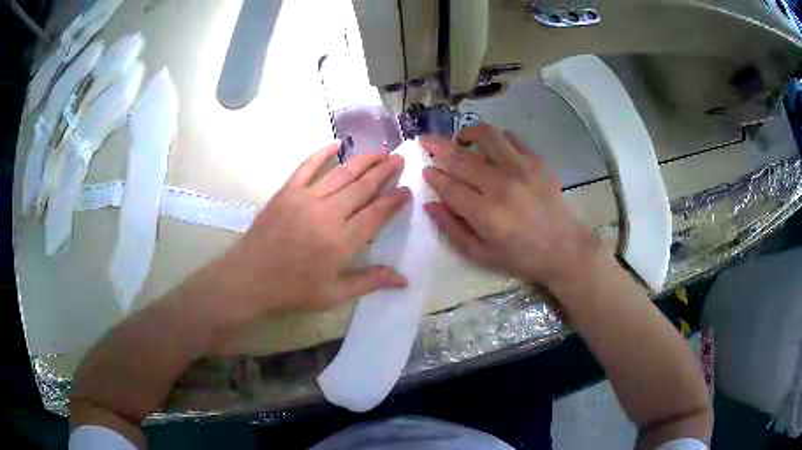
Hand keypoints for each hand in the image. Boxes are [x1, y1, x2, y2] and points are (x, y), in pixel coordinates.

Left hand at [205, 142, 410, 325]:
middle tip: (399, 159)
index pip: (377, 213)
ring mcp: (306, 199)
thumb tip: (403, 280)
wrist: (250, 280)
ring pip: (342, 173)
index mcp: (343, 241)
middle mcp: (329, 214)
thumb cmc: (293, 290)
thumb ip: (370, 282)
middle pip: (363, 187)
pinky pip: (307, 166)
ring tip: (380, 152)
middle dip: (384, 171)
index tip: (406, 189)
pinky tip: (336, 144)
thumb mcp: (334, 295)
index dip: (394, 200)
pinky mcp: (287, 191)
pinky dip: (322, 153)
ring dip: (363, 161)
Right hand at [420, 124, 602, 288]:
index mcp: (485, 213)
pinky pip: (511, 138)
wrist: (565, 249)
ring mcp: (521, 169)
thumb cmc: (522, 257)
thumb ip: (453, 229)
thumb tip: (430, 205)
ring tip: (460, 139)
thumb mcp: (482, 255)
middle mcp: (500, 185)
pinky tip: (491, 148)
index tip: (425, 169)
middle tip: (426, 141)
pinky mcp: (536, 161)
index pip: (449, 186)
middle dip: (437, 147)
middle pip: (461, 158)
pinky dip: (496, 138)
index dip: (433, 176)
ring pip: (486, 136)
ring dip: (467, 133)